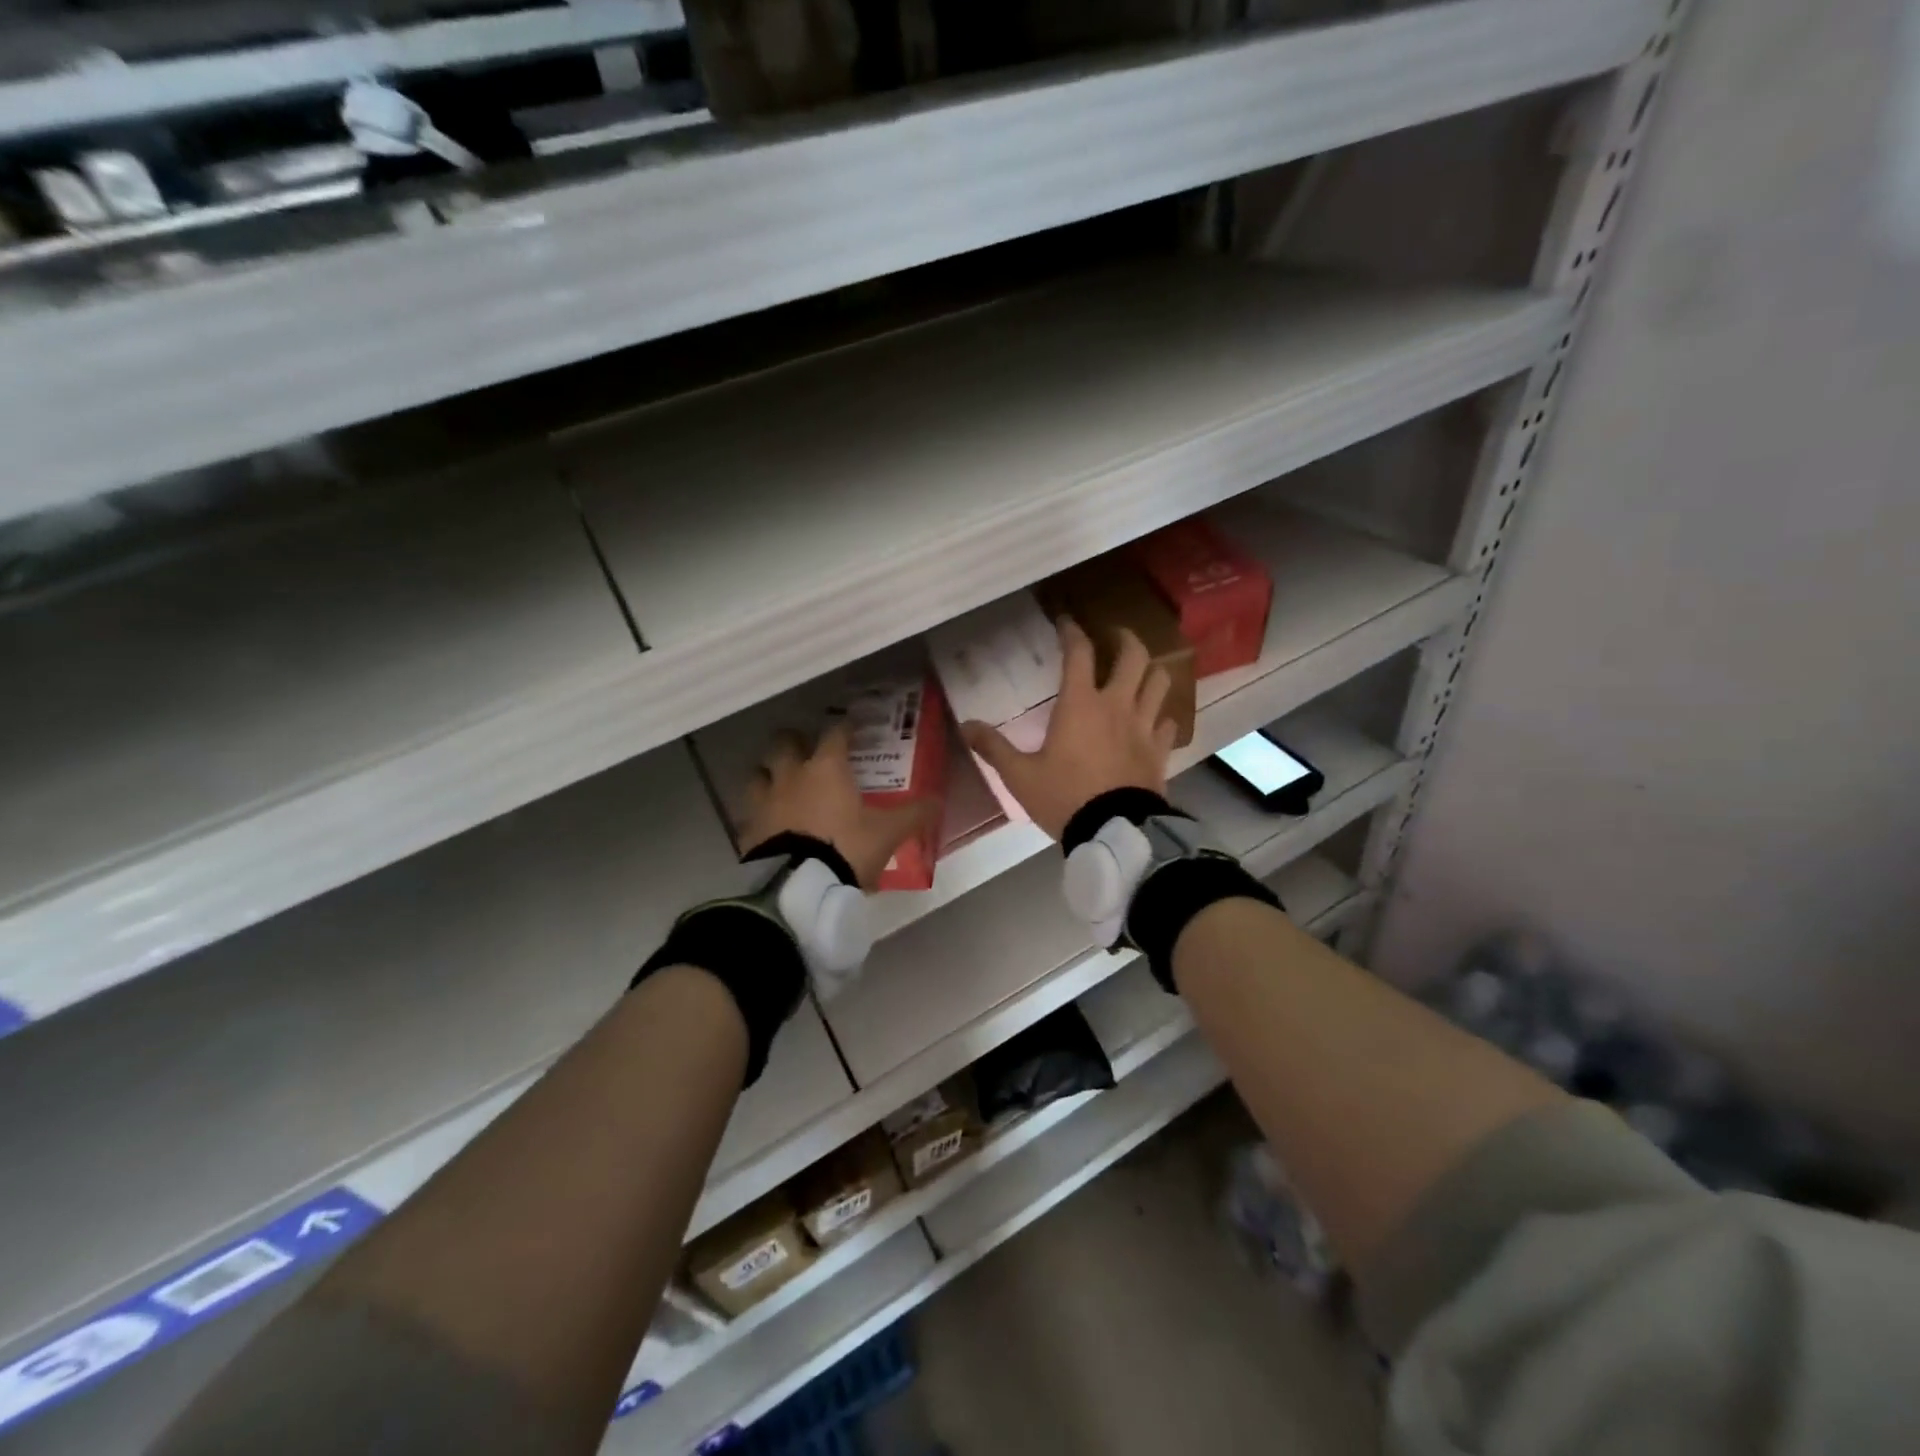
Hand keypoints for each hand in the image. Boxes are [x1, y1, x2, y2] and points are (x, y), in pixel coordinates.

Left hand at [740, 722, 932, 889]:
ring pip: (759, 773)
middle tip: (806, 749)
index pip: (835, 734)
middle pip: (784, 743)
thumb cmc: (847, 848)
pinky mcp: (749, 830)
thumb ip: (913, 815)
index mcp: (827, 768)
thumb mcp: (888, 833)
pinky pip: (751, 811)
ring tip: (782, 782)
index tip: (851, 728)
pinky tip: (770, 822)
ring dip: (769, 773)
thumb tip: (937, 801)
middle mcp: (792, 775)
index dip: (844, 728)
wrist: (799, 886)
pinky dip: (760, 812)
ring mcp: (765, 801)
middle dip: (794, 741)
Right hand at [961, 618, 1175, 840]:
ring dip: (1150, 670)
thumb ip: (993, 747)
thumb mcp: (1020, 775)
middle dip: (1124, 639)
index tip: (1066, 622)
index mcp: (1080, 704)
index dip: (1072, 632)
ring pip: (1159, 682)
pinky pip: (1167, 721)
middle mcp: (1116, 705)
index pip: (1079, 653)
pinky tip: (1152, 720)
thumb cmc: (1064, 797)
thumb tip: (964, 725)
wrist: (1113, 831)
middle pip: (1133, 656)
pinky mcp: (1159, 750)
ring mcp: (1143, 726)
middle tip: (1113, 637)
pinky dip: (1160, 714)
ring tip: (1138, 672)